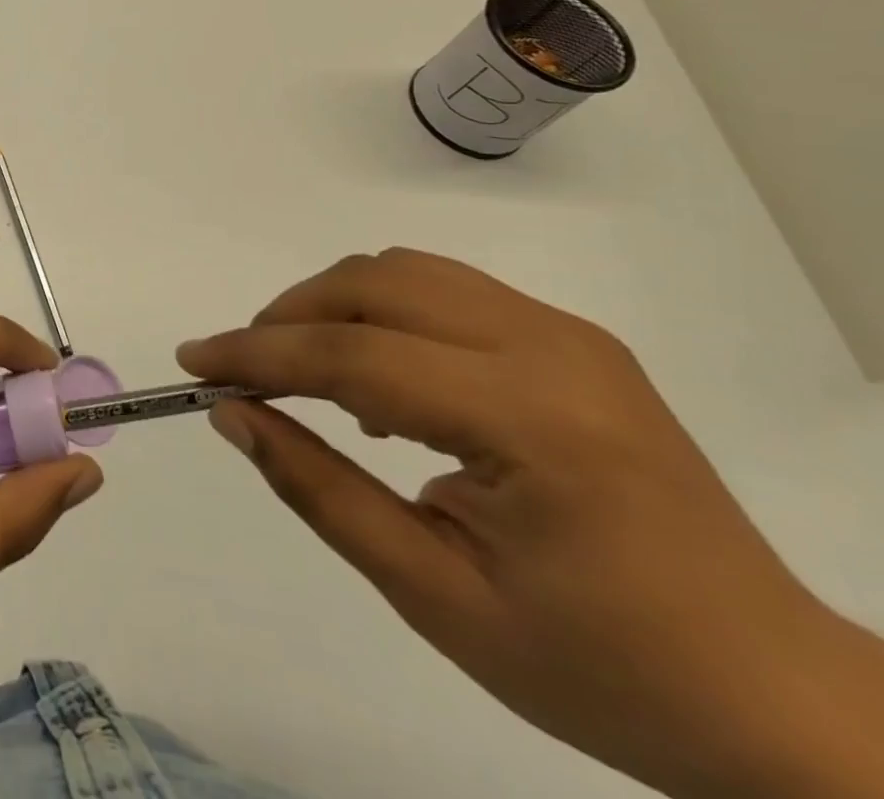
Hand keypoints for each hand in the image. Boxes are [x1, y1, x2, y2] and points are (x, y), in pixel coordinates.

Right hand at [178, 249, 883, 798]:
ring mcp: (569, 335)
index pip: (352, 356)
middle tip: (245, 371)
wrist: (782, 705)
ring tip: (303, 370)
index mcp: (529, 423)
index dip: (256, 354)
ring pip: (405, 271)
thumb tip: (233, 415)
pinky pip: (445, 290)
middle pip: (375, 285)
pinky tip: (380, 379)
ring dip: (332, 305)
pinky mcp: (574, 340)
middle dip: (289, 317)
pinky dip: (383, 312)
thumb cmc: (604, 670)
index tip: (193, 362)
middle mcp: (551, 350)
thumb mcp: (435, 596)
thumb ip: (319, 490)